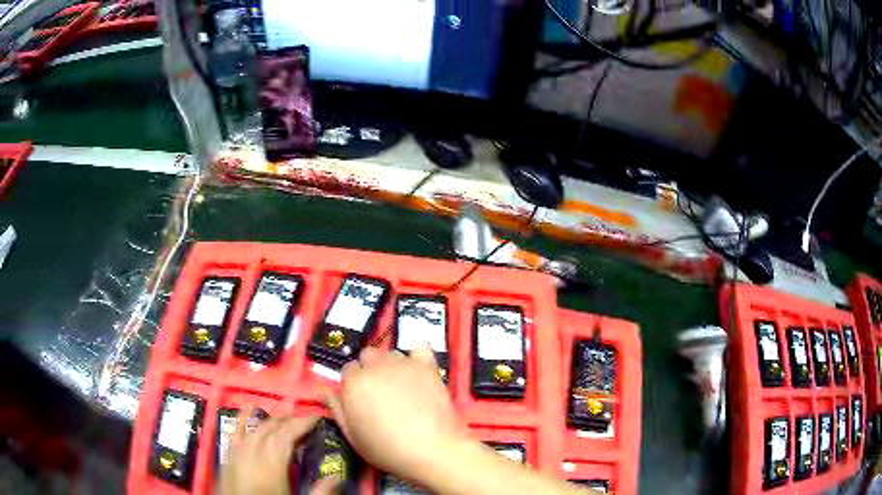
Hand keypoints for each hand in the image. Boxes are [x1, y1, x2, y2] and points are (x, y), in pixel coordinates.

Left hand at [219, 412, 339, 494]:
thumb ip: (319, 491)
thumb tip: (337, 476)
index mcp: (272, 466)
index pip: (286, 436)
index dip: (302, 424)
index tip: (316, 417)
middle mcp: (253, 454)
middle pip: (272, 430)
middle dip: (290, 421)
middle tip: (306, 419)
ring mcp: (238, 454)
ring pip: (256, 429)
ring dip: (272, 421)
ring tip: (287, 416)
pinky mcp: (229, 458)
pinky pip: (235, 434)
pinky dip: (242, 418)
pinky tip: (249, 407)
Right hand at [327, 347, 464, 481]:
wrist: (433, 450)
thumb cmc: (388, 449)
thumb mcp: (353, 437)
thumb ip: (337, 410)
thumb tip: (327, 391)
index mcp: (354, 382)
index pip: (348, 370)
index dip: (355, 385)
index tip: (363, 399)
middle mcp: (376, 366)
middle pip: (368, 356)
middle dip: (371, 370)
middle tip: (381, 392)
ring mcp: (403, 363)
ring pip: (391, 354)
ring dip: (392, 365)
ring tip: (402, 386)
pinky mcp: (427, 365)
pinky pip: (419, 348)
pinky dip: (417, 356)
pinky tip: (418, 369)